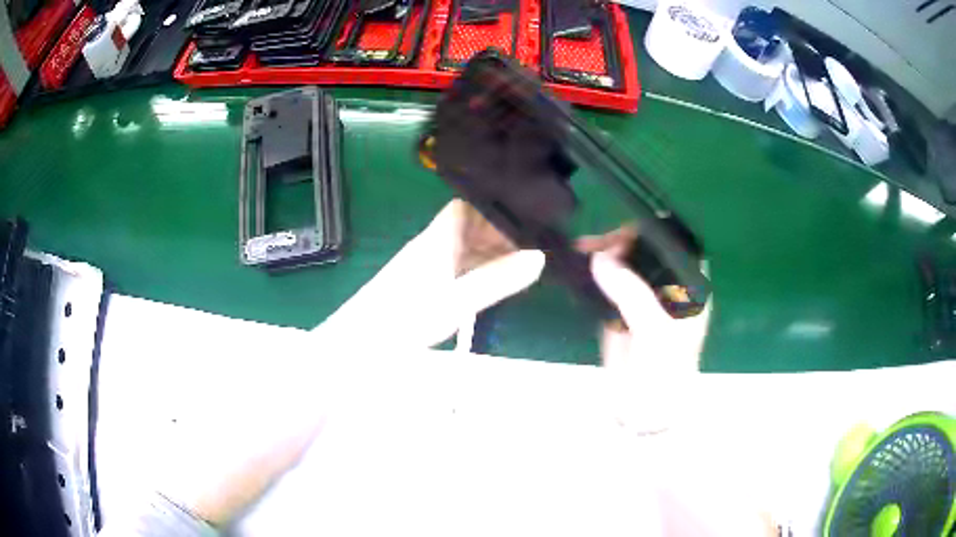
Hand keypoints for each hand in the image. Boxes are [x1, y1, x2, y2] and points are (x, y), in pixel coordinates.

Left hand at [314, 200, 544, 348]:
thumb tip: (539, 256)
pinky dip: (476, 274)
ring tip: (520, 272)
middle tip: (533, 254)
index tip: (526, 226)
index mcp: (436, 240)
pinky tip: (490, 288)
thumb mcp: (456, 302)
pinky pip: (455, 270)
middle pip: (468, 229)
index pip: (466, 209)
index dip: (494, 212)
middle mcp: (430, 247)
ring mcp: (425, 267)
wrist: (356, 347)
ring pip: (463, 251)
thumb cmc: (403, 320)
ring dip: (490, 257)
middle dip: (499, 237)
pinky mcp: (421, 287)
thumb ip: (496, 280)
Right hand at [580, 228, 710, 433]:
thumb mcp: (654, 331)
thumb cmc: (664, 371)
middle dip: (623, 240)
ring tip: (582, 248)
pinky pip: (609, 282)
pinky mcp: (620, 310)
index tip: (627, 230)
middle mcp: (668, 287)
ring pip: (625, 263)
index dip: (655, 231)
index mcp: (688, 288)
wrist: (642, 409)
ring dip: (605, 252)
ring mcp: (643, 298)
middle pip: (647, 250)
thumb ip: (632, 293)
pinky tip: (579, 262)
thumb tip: (600, 258)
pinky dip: (594, 271)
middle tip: (598, 244)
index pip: (676, 245)